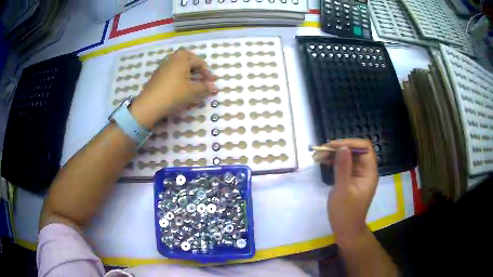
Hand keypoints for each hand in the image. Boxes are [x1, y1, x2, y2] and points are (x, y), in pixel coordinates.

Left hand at [130, 49, 217, 128]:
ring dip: (186, 70)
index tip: (211, 83)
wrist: (150, 105)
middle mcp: (172, 59)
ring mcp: (162, 66)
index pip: (199, 62)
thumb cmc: (174, 94)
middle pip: (187, 58)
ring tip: (191, 81)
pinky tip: (179, 85)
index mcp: (182, 58)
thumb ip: (205, 88)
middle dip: (196, 66)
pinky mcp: (157, 75)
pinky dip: (178, 75)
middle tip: (201, 75)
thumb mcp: (193, 91)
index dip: (207, 72)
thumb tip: (214, 88)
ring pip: (178, 64)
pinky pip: (171, 70)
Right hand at [314, 139, 377, 246]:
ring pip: (348, 157)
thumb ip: (343, 168)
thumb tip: (342, 147)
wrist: (346, 230)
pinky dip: (334, 162)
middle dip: (339, 148)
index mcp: (369, 172)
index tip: (333, 146)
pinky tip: (322, 162)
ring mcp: (358, 175)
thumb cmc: (346, 213)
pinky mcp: (350, 180)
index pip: (364, 148)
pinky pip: (344, 166)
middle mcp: (365, 171)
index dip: (350, 143)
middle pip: (355, 151)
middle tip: (321, 151)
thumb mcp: (343, 190)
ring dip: (334, 154)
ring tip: (318, 156)